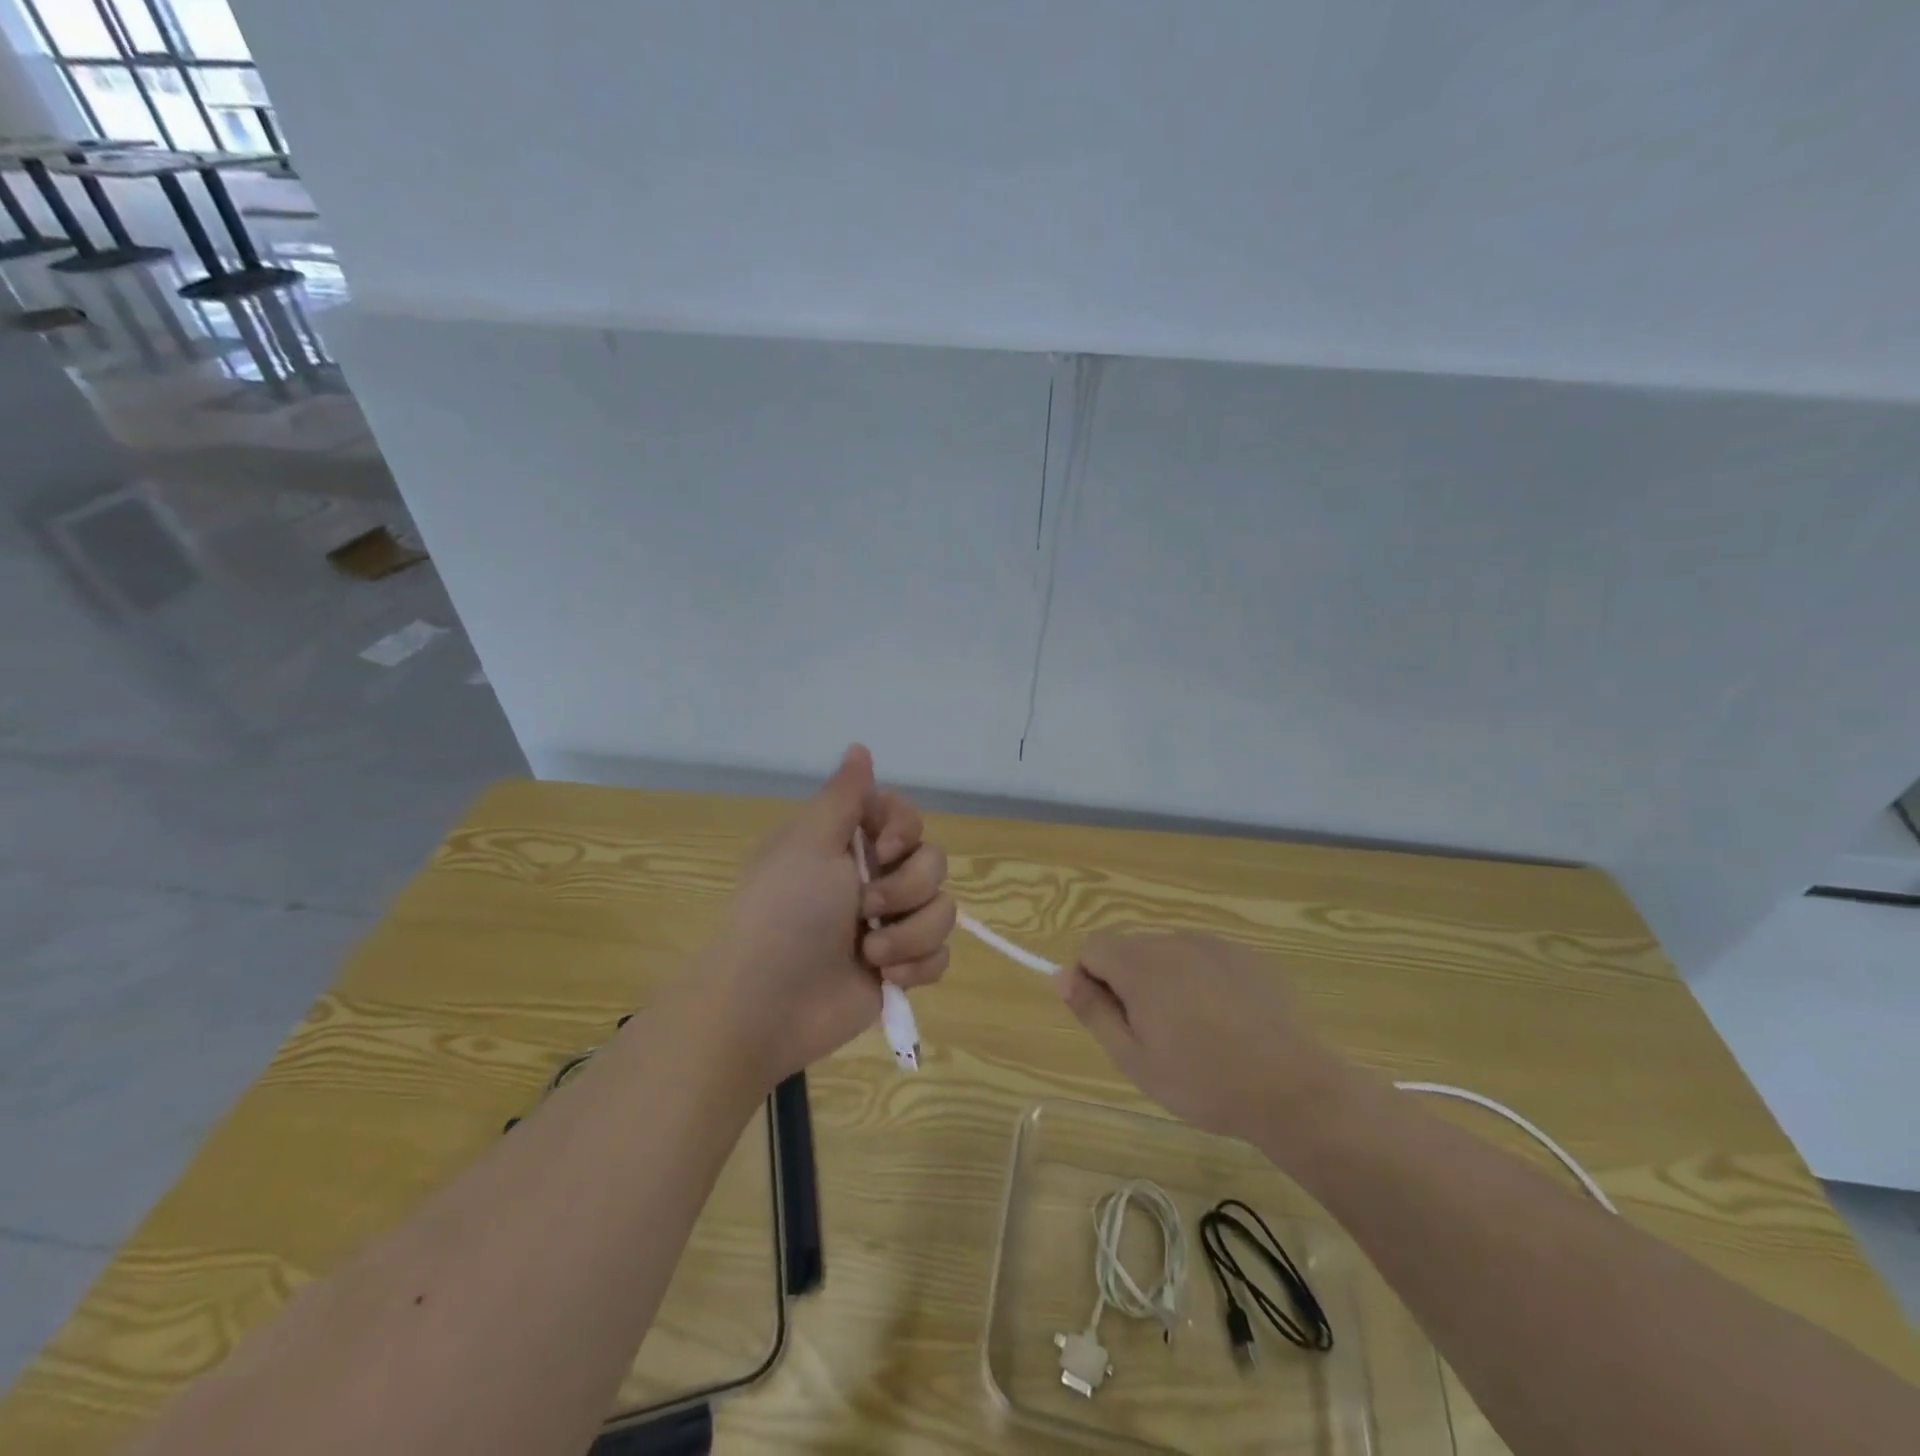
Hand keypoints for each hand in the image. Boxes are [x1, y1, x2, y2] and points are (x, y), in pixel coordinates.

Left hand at [705, 745, 954, 1087]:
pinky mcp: (901, 968)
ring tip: (871, 953)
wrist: (768, 1004)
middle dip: (906, 888)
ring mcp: (889, 924)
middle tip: (864, 906)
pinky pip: (940, 955)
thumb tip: (859, 746)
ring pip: (943, 910)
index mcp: (848, 844)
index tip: (882, 848)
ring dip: (909, 933)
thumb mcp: (810, 842)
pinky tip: (887, 978)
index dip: (905, 830)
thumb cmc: (785, 913)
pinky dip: (918, 966)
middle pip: (933, 862)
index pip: (905, 816)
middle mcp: (872, 878)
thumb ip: (845, 796)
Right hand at [1058, 931, 1351, 1143]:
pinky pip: (1204, 958)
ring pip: (1167, 953)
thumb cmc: (1201, 1081)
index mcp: (1140, 964)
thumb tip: (1061, 975)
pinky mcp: (1245, 956)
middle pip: (1130, 949)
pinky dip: (1200, 980)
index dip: (1091, 981)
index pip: (1093, 948)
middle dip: (1129, 982)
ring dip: (1165, 981)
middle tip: (1153, 1035)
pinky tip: (1224, 1020)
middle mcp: (1173, 941)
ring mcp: (1213, 945)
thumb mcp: (1133, 1057)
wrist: (1290, 1088)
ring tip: (1193, 1031)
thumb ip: (1092, 1010)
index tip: (1112, 1020)